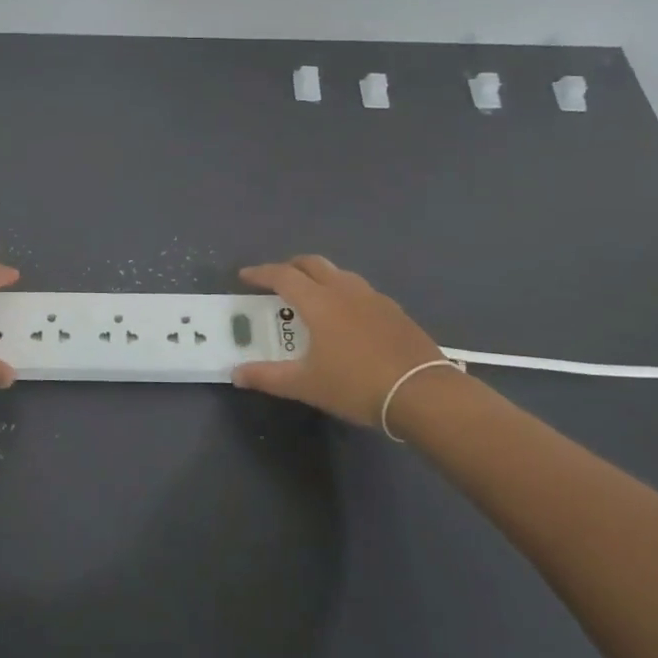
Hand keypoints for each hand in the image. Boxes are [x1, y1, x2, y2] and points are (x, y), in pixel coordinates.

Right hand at [233, 255, 448, 426]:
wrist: (422, 393)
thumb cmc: (356, 385)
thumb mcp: (306, 385)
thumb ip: (268, 377)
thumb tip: (235, 373)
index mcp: (318, 301)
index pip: (282, 275)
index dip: (261, 273)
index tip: (245, 275)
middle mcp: (344, 289)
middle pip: (312, 264)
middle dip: (290, 267)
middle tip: (277, 281)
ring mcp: (373, 297)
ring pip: (339, 273)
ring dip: (319, 277)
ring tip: (311, 297)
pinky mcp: (394, 311)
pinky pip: (360, 291)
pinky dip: (343, 293)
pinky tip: (347, 317)